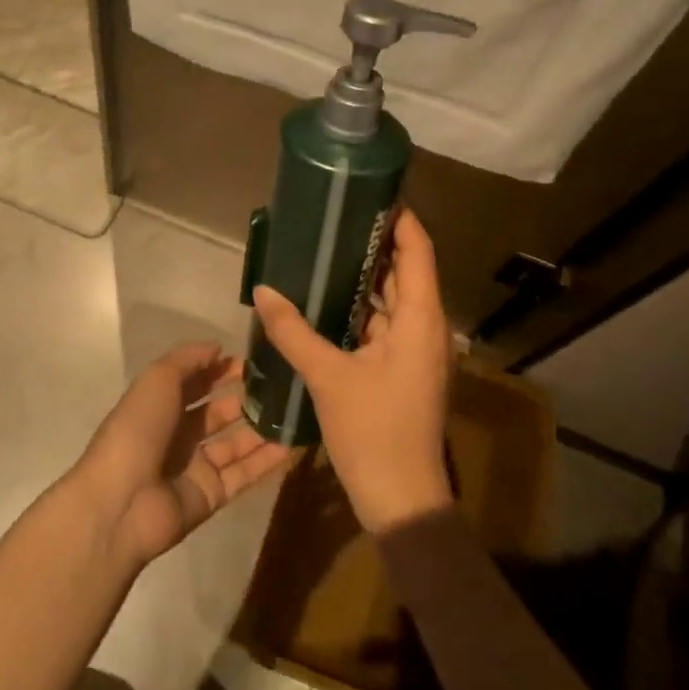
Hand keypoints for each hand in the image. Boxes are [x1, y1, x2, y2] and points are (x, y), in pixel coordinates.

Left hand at [73, 342, 291, 568]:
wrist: (120, 502)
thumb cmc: (138, 429)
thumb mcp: (158, 379)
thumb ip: (188, 359)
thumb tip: (218, 348)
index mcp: (161, 404)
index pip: (197, 381)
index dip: (222, 369)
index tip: (255, 359)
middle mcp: (179, 434)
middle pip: (219, 412)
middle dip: (247, 397)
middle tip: (283, 385)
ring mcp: (196, 466)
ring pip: (236, 442)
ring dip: (262, 427)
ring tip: (294, 411)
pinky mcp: (211, 495)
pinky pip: (244, 474)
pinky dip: (266, 460)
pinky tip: (293, 444)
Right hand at [252, 209, 454, 533]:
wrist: (402, 499)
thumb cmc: (373, 431)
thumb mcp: (328, 377)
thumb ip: (293, 331)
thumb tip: (262, 290)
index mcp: (421, 319)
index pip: (418, 250)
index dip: (401, 218)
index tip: (373, 190)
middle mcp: (426, 326)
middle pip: (406, 270)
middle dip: (376, 242)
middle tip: (337, 215)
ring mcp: (416, 350)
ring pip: (394, 299)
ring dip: (367, 276)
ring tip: (328, 246)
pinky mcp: (404, 368)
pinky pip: (385, 324)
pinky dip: (362, 308)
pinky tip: (329, 299)